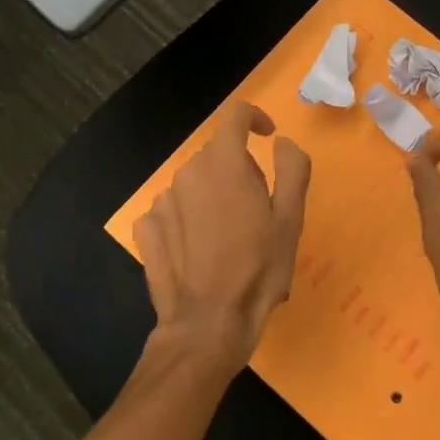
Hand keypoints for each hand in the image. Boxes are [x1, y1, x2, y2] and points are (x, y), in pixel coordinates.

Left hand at [134, 102, 311, 373]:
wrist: (209, 323)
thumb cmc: (258, 268)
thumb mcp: (291, 218)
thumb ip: (292, 168)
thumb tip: (281, 142)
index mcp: (224, 163)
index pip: (235, 116)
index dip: (255, 118)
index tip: (268, 137)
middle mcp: (187, 173)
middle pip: (217, 154)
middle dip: (239, 168)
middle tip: (259, 207)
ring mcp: (162, 201)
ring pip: (194, 183)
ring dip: (213, 195)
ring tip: (230, 236)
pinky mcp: (147, 229)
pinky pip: (173, 209)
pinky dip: (188, 217)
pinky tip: (200, 248)